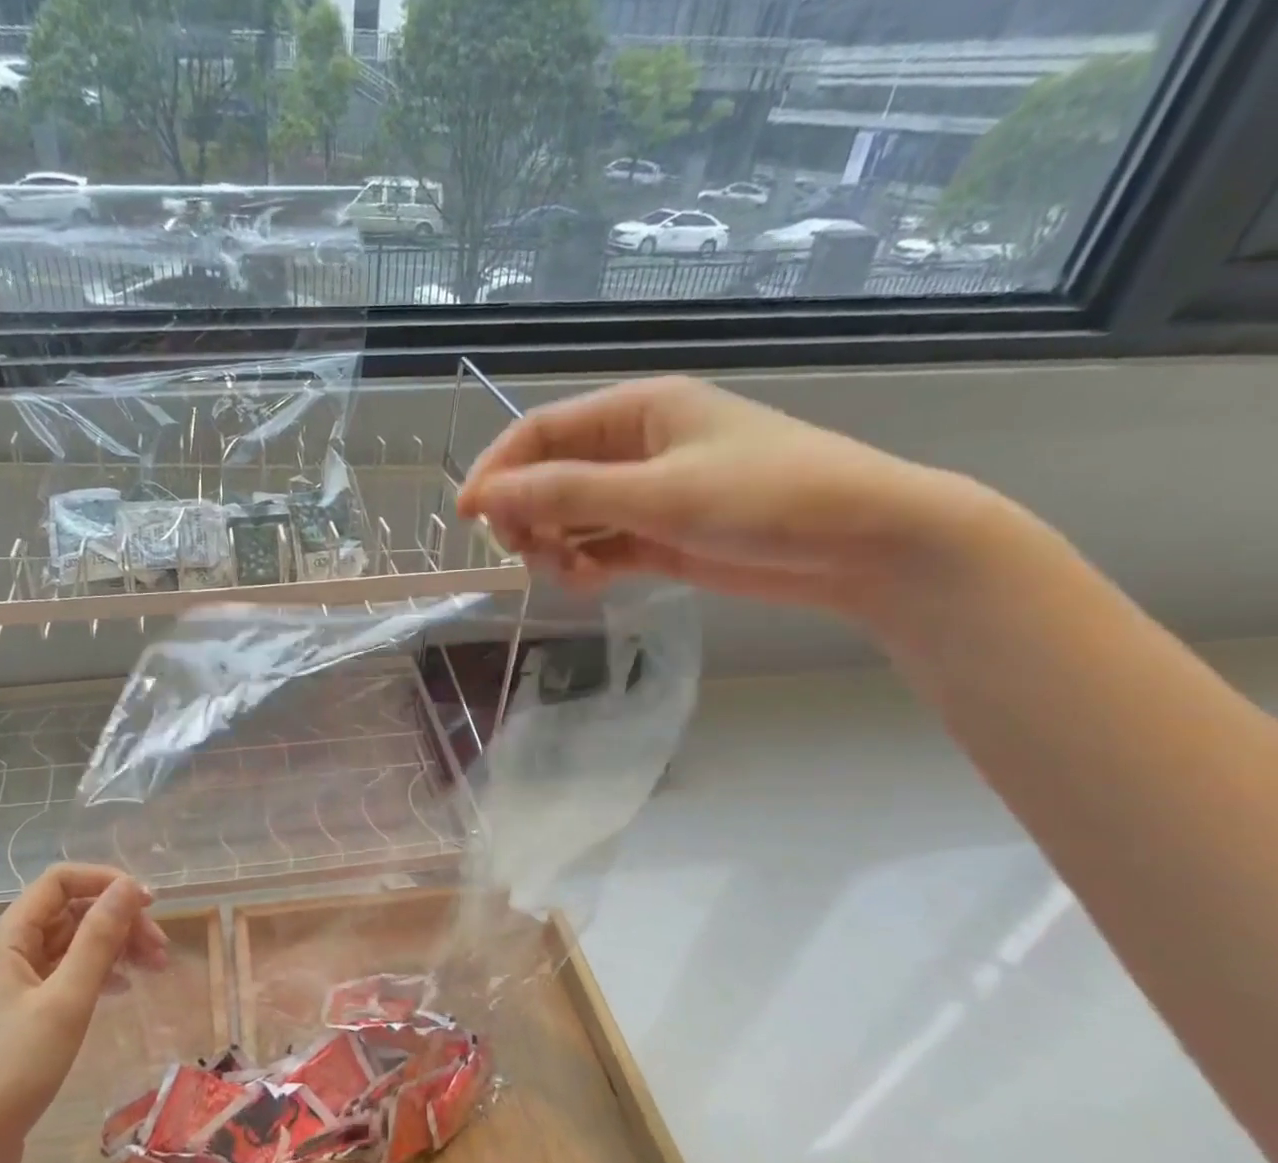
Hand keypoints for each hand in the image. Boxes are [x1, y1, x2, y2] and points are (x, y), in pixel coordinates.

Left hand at [0, 864, 167, 1162]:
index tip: (149, 904)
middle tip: (160, 949)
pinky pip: (63, 972)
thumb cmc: (16, 1070)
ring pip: (69, 943)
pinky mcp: (19, 1012)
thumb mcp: (67, 1000)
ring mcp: (10, 982)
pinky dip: (96, 972)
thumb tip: (129, 886)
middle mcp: (5, 950)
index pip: (60, 881)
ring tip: (153, 967)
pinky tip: (121, 988)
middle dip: (117, 921)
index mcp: (7, 938)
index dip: (107, 882)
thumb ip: (99, 938)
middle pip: (69, 911)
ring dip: (112, 946)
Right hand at [458, 374, 1012, 630]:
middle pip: (548, 477)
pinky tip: (592, 582)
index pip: (542, 432)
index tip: (468, 515)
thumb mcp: (659, 493)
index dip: (498, 470)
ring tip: (568, 573)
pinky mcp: (659, 537)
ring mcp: (646, 495)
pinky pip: (598, 546)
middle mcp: (635, 448)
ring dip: (554, 545)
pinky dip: (584, 565)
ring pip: (569, 517)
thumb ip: (569, 493)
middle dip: (528, 515)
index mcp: (638, 411)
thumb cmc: (767, 498)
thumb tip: (488, 494)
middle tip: (526, 552)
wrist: (862, 544)